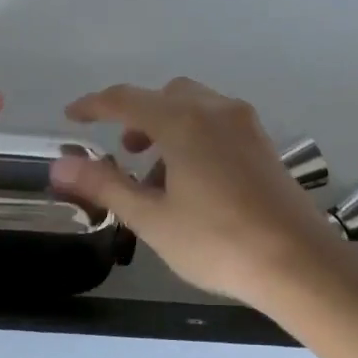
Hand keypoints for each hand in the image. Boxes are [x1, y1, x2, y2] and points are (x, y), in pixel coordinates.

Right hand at [50, 77, 342, 305]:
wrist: (298, 261)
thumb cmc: (217, 241)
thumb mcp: (152, 218)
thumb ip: (104, 185)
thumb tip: (59, 166)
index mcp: (183, 121)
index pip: (125, 99)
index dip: (94, 106)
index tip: (72, 116)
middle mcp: (216, 110)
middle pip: (166, 96)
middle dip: (138, 116)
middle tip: (125, 152)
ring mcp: (246, 125)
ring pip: (195, 107)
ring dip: (168, 128)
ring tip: (159, 178)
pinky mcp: (264, 144)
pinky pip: (219, 123)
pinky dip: (196, 136)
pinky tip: (195, 182)